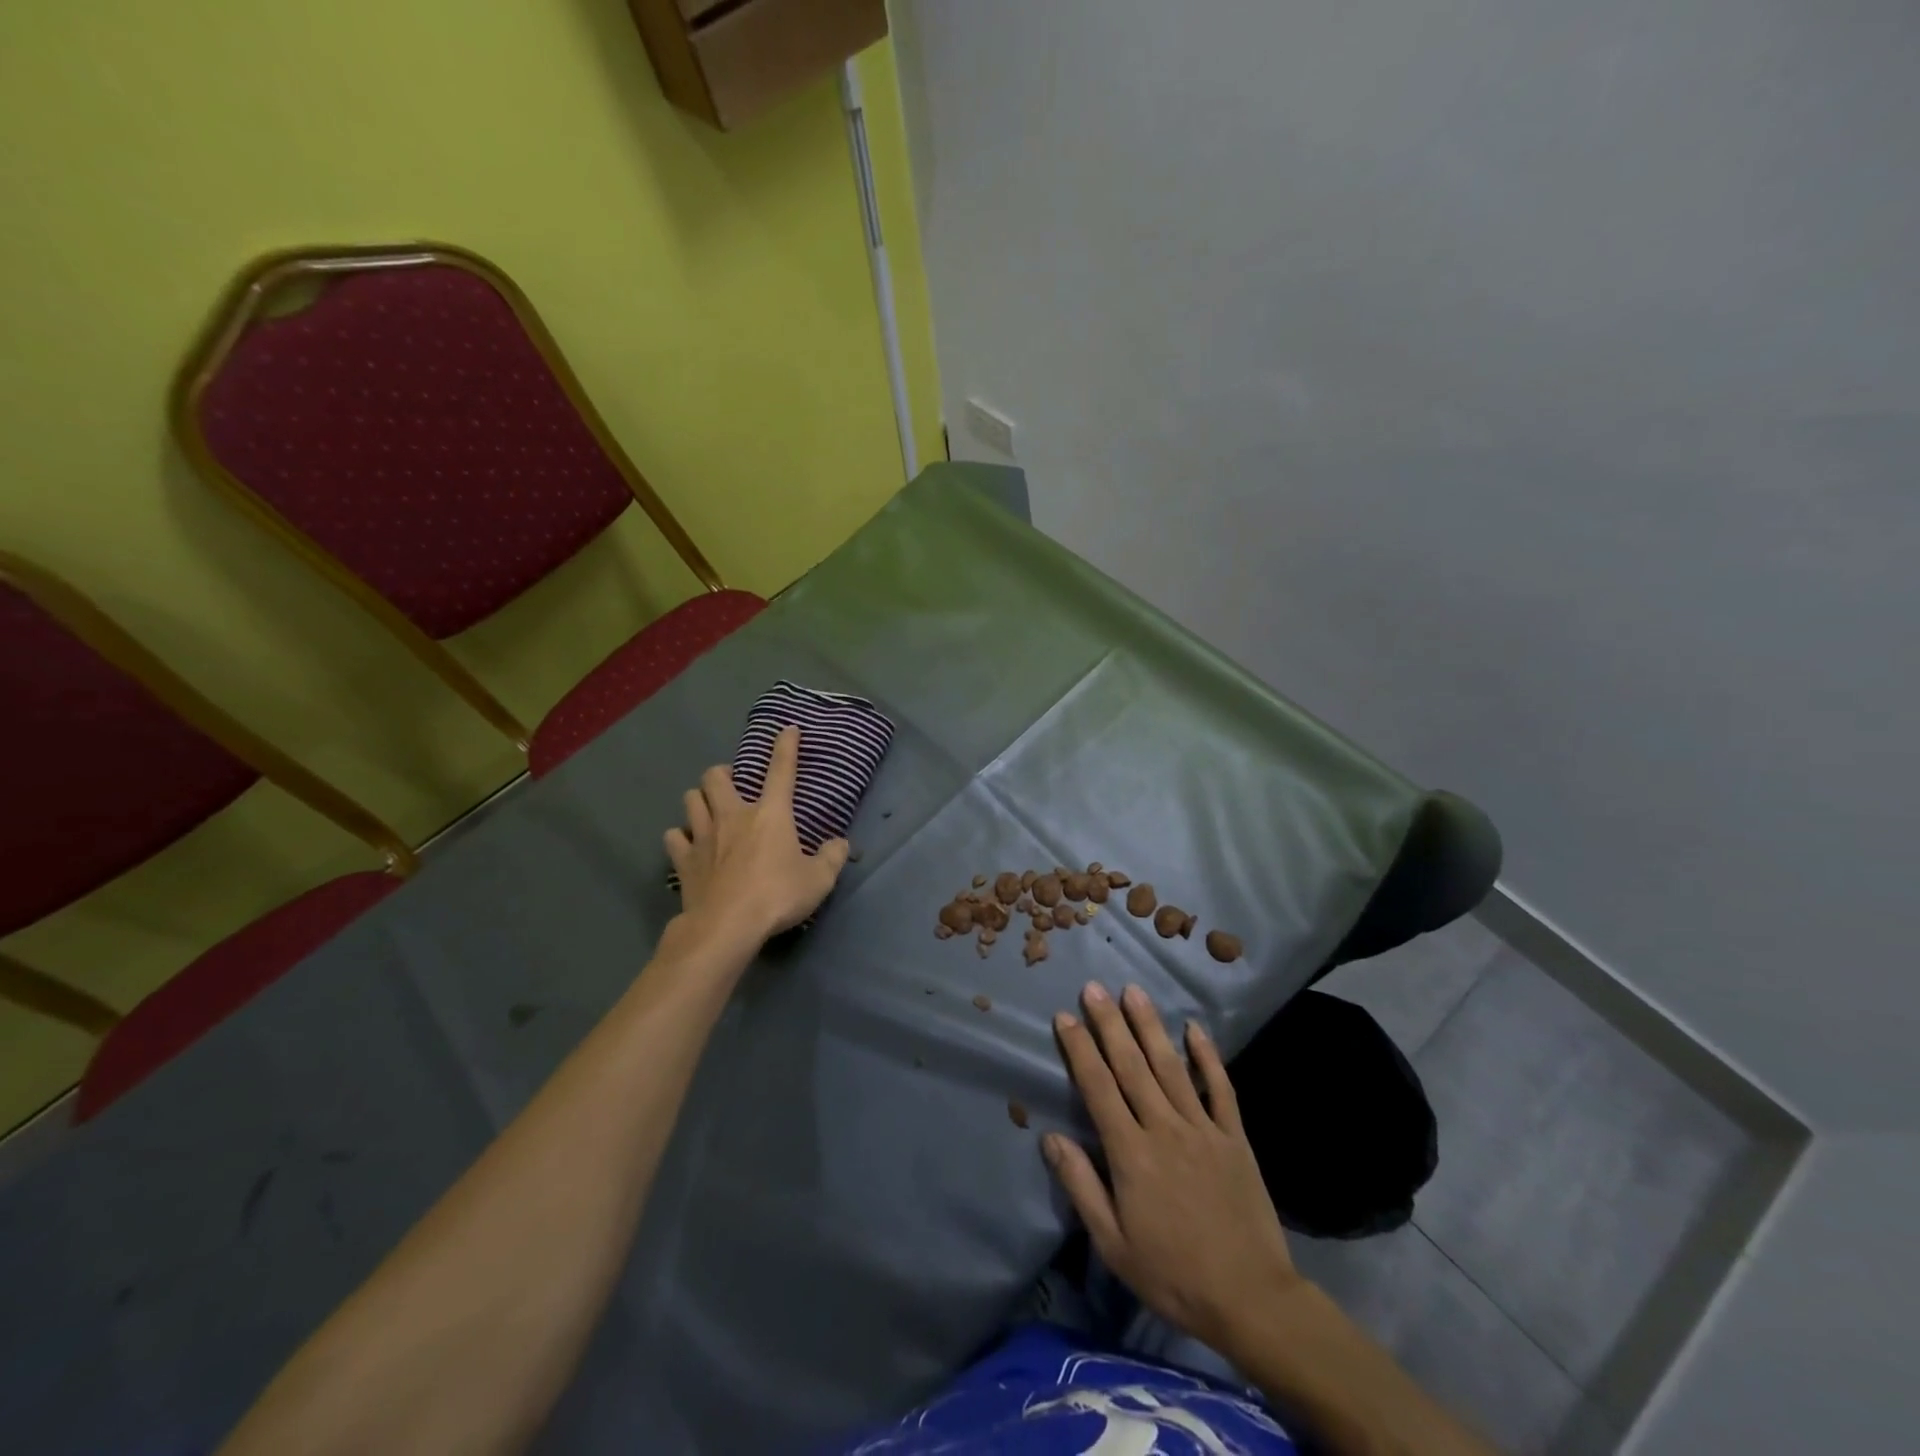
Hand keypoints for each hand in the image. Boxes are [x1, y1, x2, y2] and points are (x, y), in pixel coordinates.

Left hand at [664, 726, 850, 942]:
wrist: (726, 926)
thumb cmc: (777, 896)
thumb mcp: (818, 880)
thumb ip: (832, 857)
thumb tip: (840, 843)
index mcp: (770, 814)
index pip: (781, 770)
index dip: (785, 746)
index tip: (787, 730)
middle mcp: (733, 815)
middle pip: (716, 777)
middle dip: (723, 773)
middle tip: (734, 785)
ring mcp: (704, 836)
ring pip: (691, 799)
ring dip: (699, 799)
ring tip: (709, 809)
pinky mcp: (684, 860)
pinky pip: (675, 836)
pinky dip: (681, 836)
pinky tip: (689, 844)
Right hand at [1045, 982, 1299, 1354]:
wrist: (1251, 1299)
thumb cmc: (1172, 1275)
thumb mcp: (1113, 1244)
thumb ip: (1081, 1186)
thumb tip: (1050, 1138)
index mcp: (1131, 1154)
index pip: (1098, 1088)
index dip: (1080, 1049)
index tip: (1065, 1016)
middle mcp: (1164, 1129)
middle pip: (1131, 1066)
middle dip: (1110, 1023)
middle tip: (1094, 987)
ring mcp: (1203, 1129)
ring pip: (1171, 1066)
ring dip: (1150, 1026)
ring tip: (1133, 991)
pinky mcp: (1234, 1137)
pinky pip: (1219, 1088)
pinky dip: (1207, 1056)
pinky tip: (1194, 1027)